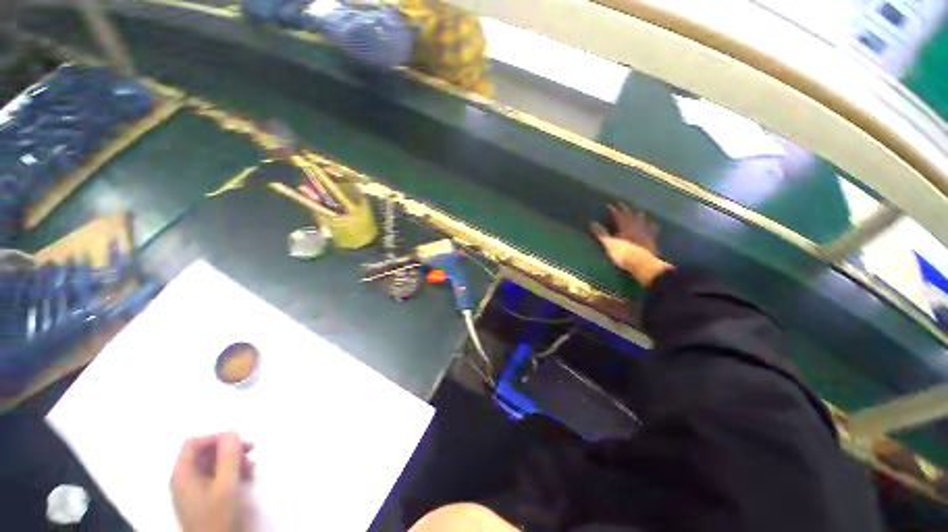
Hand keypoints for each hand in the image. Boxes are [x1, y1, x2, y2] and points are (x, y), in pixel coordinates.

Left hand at [171, 432, 254, 531]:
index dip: (216, 438)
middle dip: (228, 450)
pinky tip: (244, 479)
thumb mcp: (226, 484)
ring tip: (250, 467)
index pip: (194, 443)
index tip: (238, 442)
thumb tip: (232, 431)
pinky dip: (229, 473)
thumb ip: (228, 456)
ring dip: (232, 461)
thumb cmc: (218, 515)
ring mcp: (191, 491)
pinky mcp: (200, 500)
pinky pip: (213, 477)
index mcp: (182, 474)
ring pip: (211, 465)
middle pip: (203, 453)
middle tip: (250, 451)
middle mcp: (183, 480)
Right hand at [591, 203, 671, 286]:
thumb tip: (592, 223)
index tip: (609, 205)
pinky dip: (653, 227)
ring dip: (641, 217)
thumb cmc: (623, 254)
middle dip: (627, 210)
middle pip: (632, 216)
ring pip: (644, 222)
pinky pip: (653, 232)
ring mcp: (646, 234)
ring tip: (641, 212)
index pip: (619, 216)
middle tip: (623, 204)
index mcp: (625, 227)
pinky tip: (654, 226)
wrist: (642, 265)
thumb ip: (601, 233)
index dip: (614, 210)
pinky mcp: (652, 243)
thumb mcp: (609, 244)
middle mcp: (637, 228)